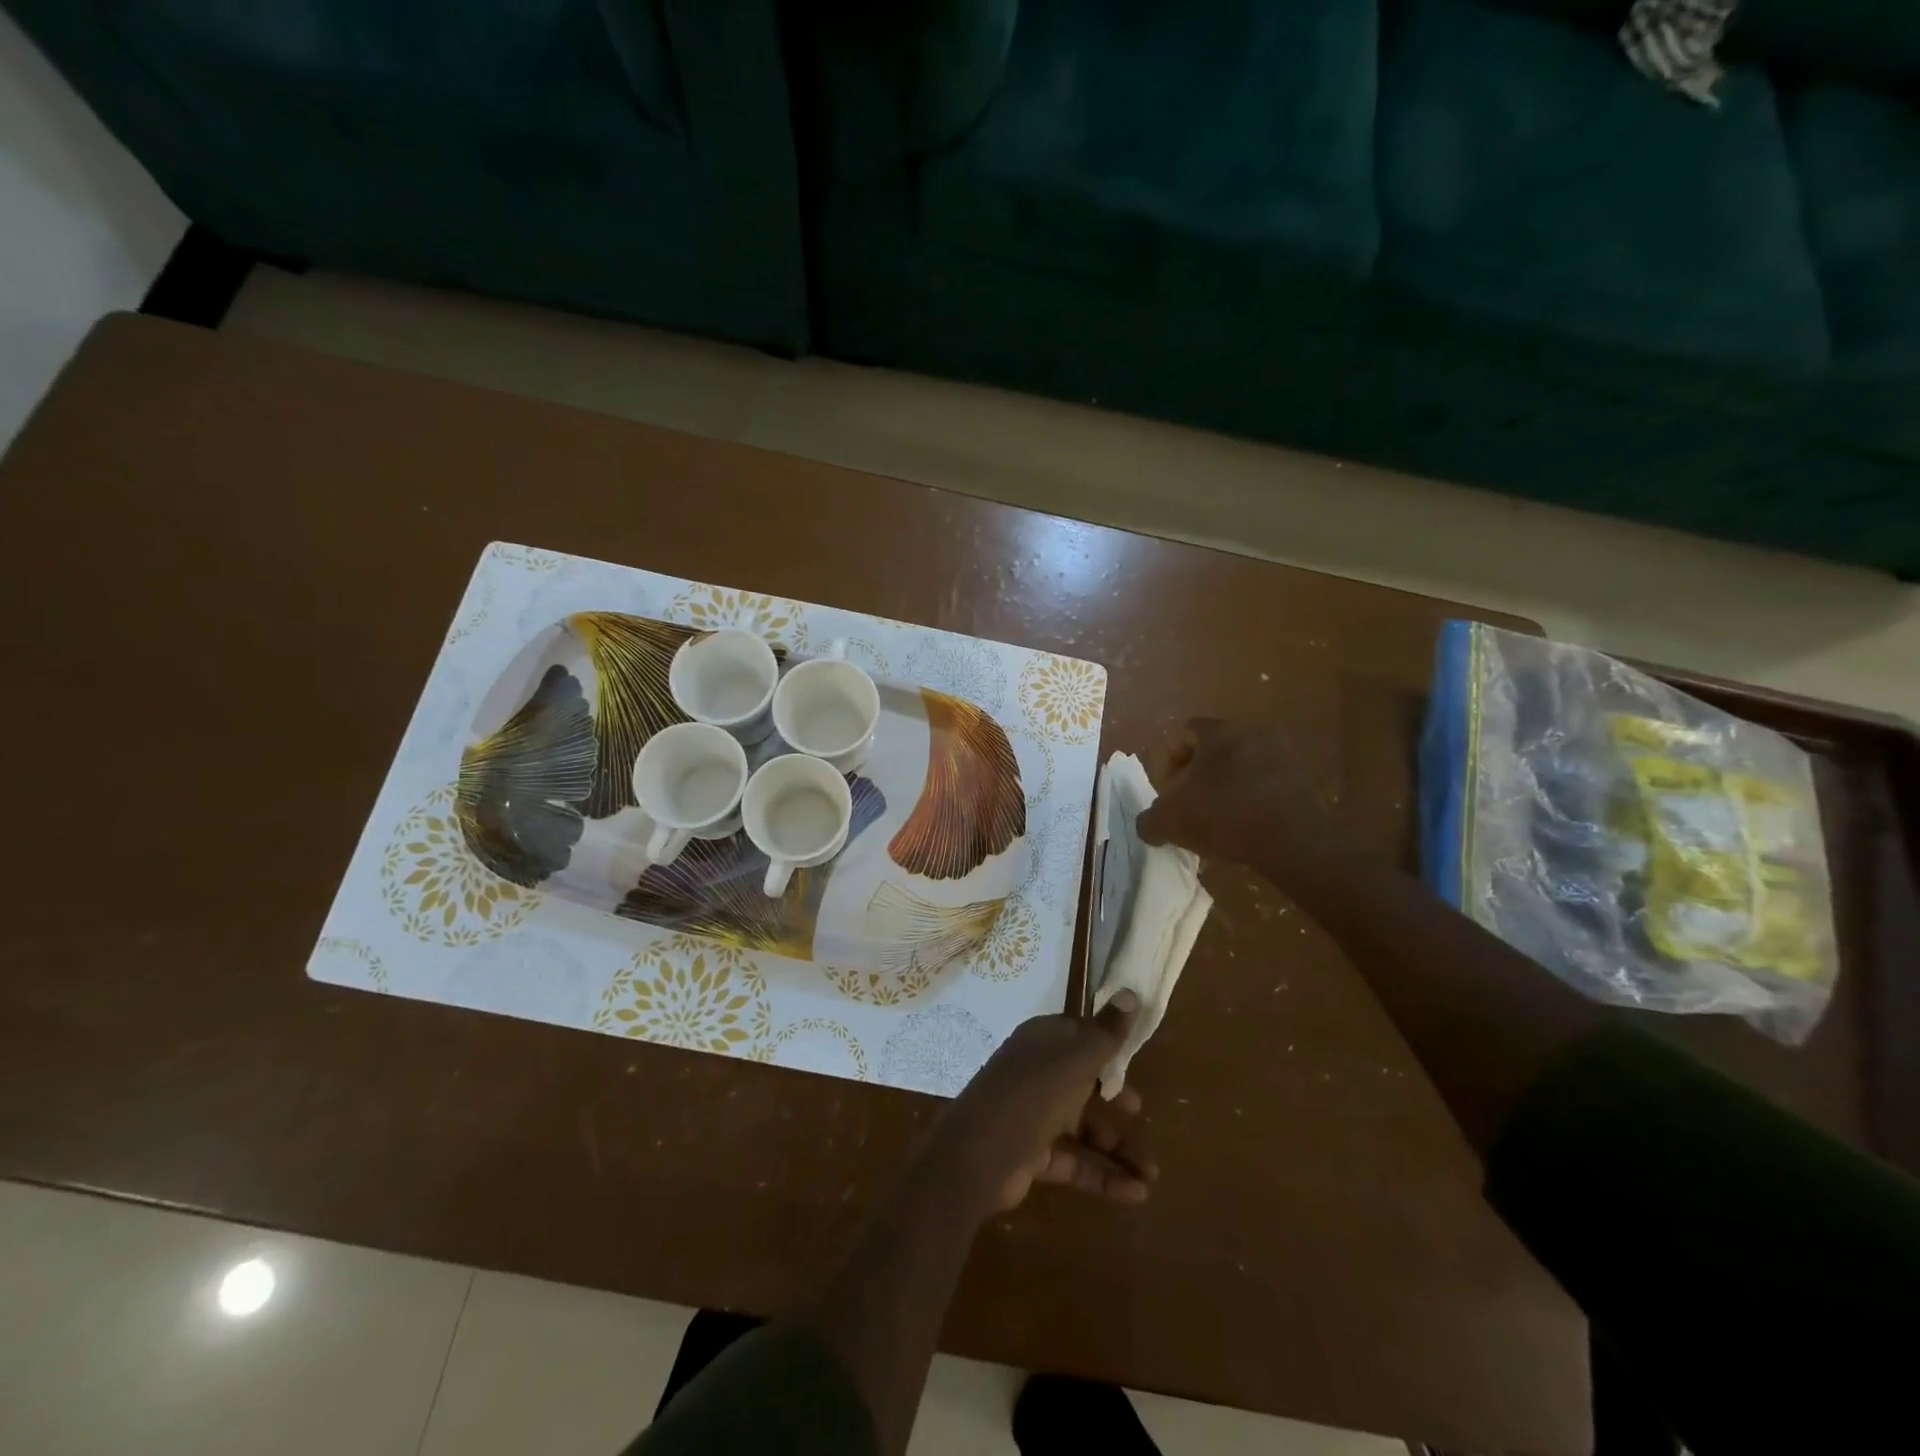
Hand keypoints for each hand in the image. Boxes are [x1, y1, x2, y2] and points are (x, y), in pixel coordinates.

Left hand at [935, 991, 1155, 1213]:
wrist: (978, 1155)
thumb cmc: (1033, 1093)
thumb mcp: (1076, 1058)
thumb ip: (1107, 1031)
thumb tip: (1131, 991)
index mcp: (1043, 1041)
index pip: (1079, 1034)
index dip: (1107, 1043)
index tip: (1136, 1055)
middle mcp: (1038, 1072)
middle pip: (1082, 1081)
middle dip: (1114, 1096)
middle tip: (1140, 1109)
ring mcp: (1034, 1115)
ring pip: (1083, 1127)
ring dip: (1118, 1148)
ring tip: (1153, 1174)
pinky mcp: (1034, 1155)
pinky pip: (1075, 1162)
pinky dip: (1105, 1177)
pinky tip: (1137, 1194)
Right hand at [1136, 718, 1341, 869]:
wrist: (1292, 842)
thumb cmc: (1223, 816)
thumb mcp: (1169, 821)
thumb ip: (1149, 819)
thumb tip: (1149, 824)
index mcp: (1219, 732)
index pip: (1184, 732)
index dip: (1169, 761)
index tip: (1169, 790)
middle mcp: (1252, 734)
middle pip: (1213, 750)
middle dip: (1196, 777)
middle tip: (1188, 806)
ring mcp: (1282, 757)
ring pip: (1240, 769)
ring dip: (1224, 790)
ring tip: (1215, 822)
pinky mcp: (1302, 783)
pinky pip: (1264, 787)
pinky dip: (1249, 803)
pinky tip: (1242, 829)